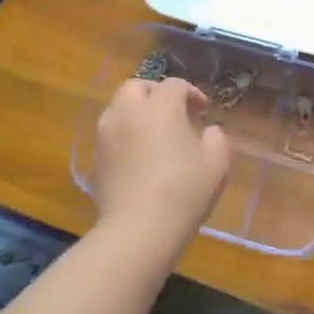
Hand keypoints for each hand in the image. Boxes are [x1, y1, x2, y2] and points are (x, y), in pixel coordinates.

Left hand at [92, 78, 232, 241]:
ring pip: (118, 107)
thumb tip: (208, 131)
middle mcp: (128, 112)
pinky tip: (139, 154)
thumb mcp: (217, 162)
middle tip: (172, 112)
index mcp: (160, 107)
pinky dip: (125, 133)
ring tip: (153, 132)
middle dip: (155, 93)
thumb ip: (217, 138)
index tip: (203, 110)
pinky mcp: (96, 156)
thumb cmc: (184, 191)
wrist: (139, 228)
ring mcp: (106, 134)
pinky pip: (111, 132)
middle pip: (137, 87)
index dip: (191, 93)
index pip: (174, 85)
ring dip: (136, 111)